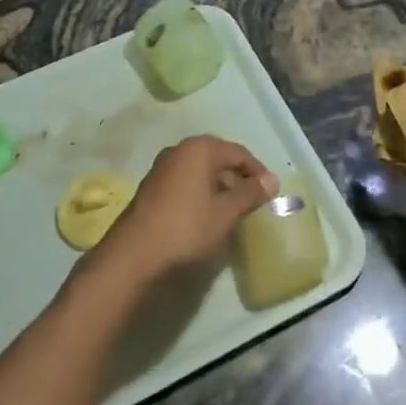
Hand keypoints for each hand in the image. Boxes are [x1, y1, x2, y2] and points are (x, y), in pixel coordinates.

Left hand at [93, 136, 276, 283]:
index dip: (257, 171)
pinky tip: (206, 217)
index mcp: (199, 148)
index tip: (271, 193)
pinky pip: (185, 184)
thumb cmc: (187, 228)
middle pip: (217, 159)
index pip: (238, 153)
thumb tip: (271, 180)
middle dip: (237, 179)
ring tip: (232, 212)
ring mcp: (162, 169)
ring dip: (218, 188)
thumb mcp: (226, 212)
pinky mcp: (151, 189)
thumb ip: (249, 193)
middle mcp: (179, 151)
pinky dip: (200, 195)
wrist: (134, 255)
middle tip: (253, 203)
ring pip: (200, 172)